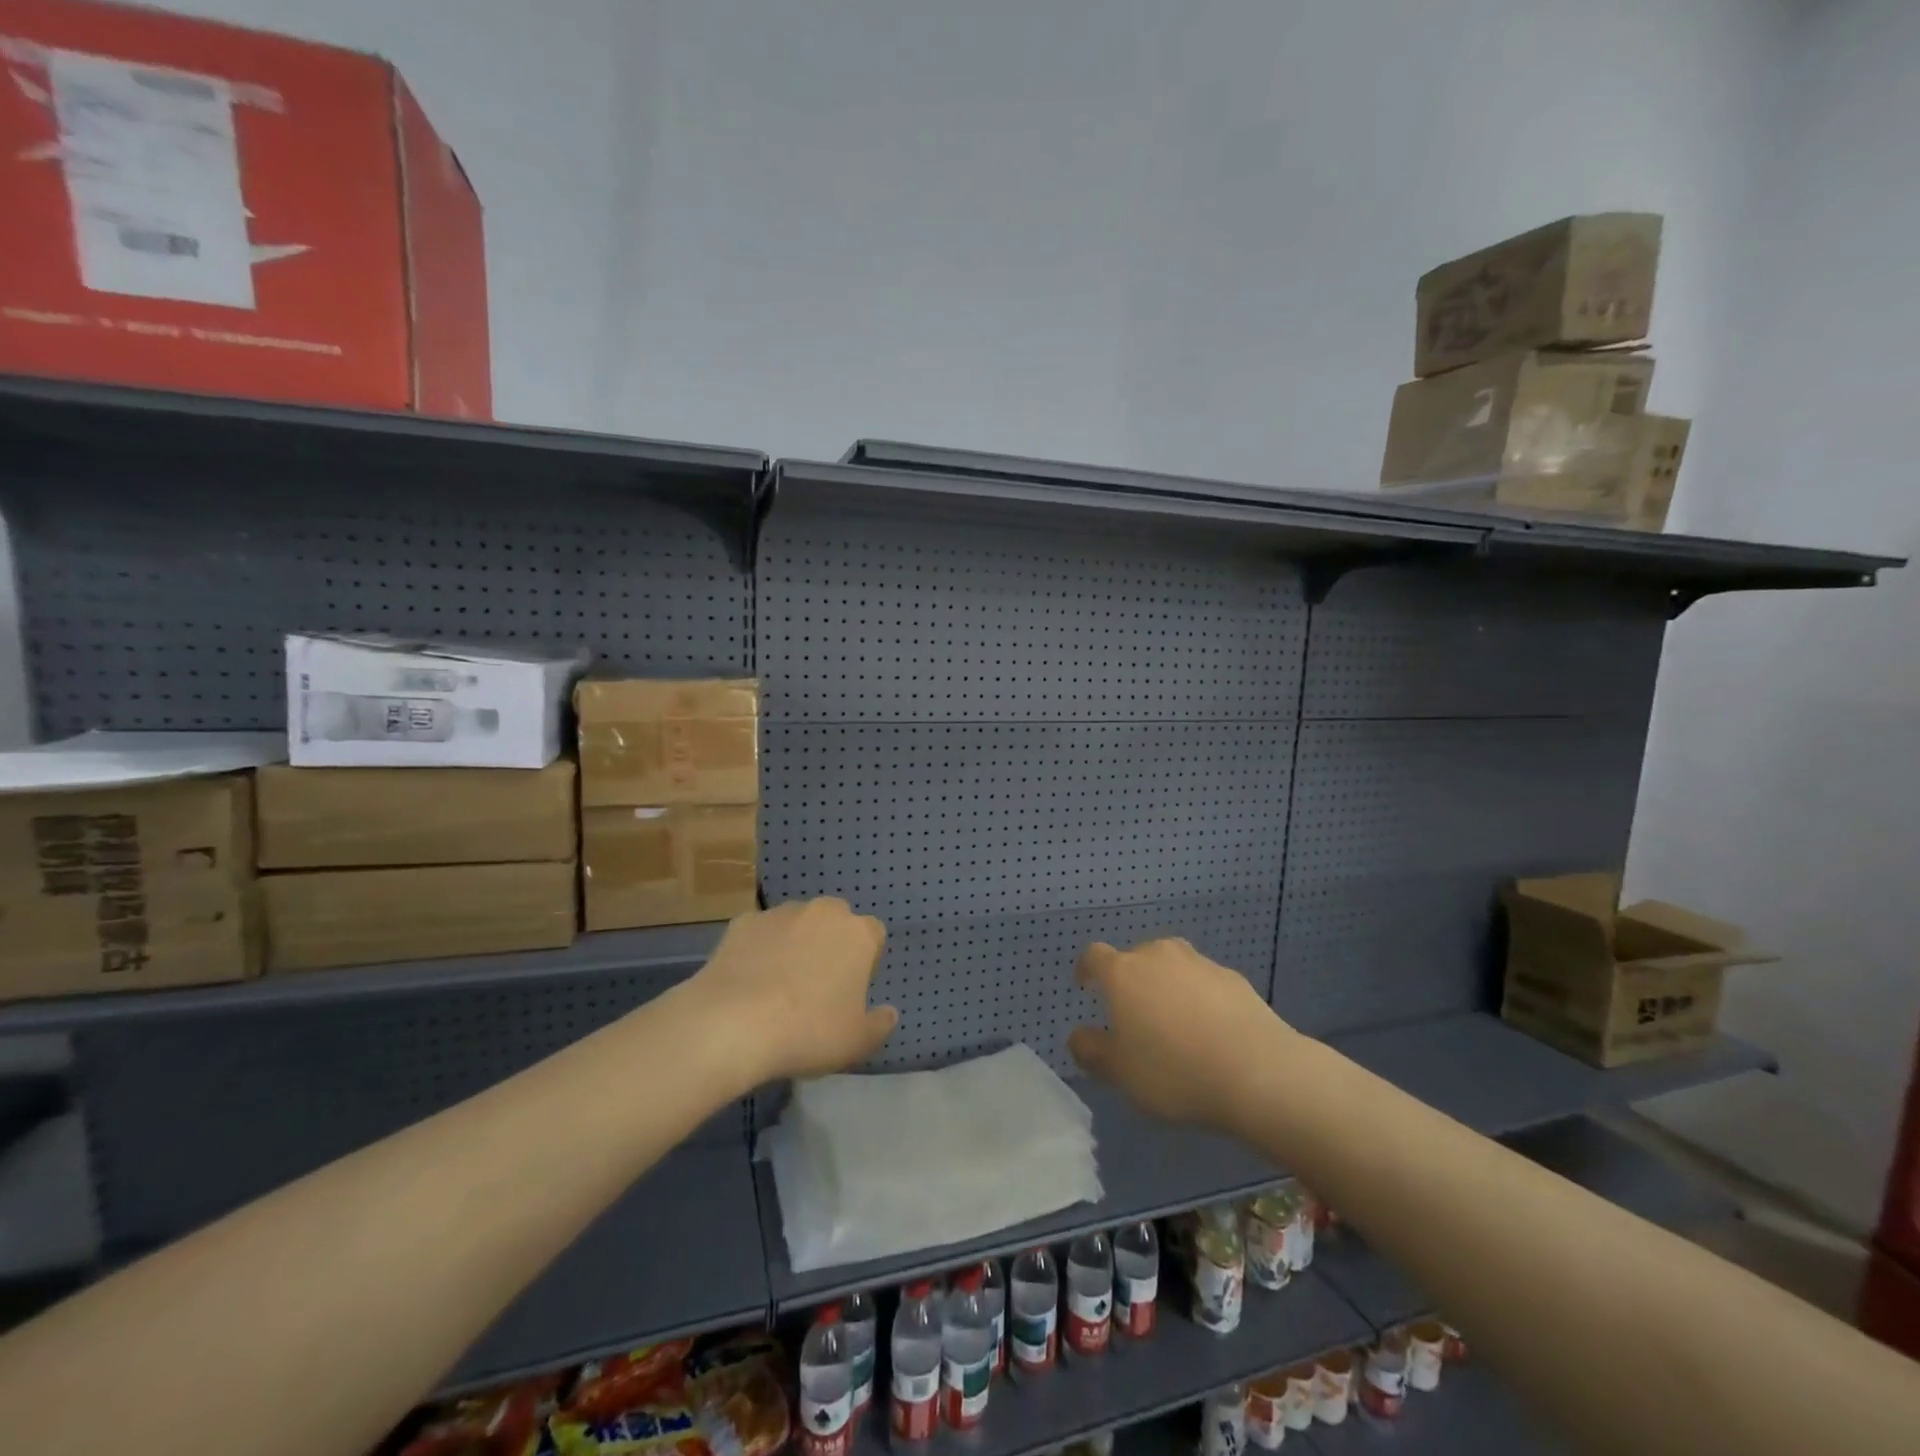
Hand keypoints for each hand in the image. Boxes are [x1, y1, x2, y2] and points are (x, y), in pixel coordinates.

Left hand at [689, 898, 895, 1082]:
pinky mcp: (743, 922)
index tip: (851, 990)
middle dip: (830, 945)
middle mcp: (823, 912)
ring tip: (778, 986)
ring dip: (795, 944)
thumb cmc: (808, 1031)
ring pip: (797, 924)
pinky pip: (760, 933)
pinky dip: (759, 949)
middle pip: (835, 922)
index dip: (866, 961)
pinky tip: (748, 982)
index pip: (874, 935)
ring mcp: (781, 913)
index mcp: (858, 934)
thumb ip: (880, 1024)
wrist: (733, 1024)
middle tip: (817, 986)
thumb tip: (889, 1013)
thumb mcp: (857, 1041)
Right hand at [1068, 937, 1294, 1131]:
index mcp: (1123, 973)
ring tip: (1173, 1022)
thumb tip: (1078, 1036)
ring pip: (1172, 967)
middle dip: (1130, 979)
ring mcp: (1199, 964)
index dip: (1086, 969)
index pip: (1094, 956)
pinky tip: (1209, 1030)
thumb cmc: (1174, 1071)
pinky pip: (1204, 983)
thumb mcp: (1120, 1073)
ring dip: (1166, 986)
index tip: (1084, 985)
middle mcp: (1158, 956)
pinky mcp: (1234, 979)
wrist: (1258, 1072)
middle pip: (1136, 957)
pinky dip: (1199, 998)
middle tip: (1133, 1015)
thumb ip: (1091, 1051)